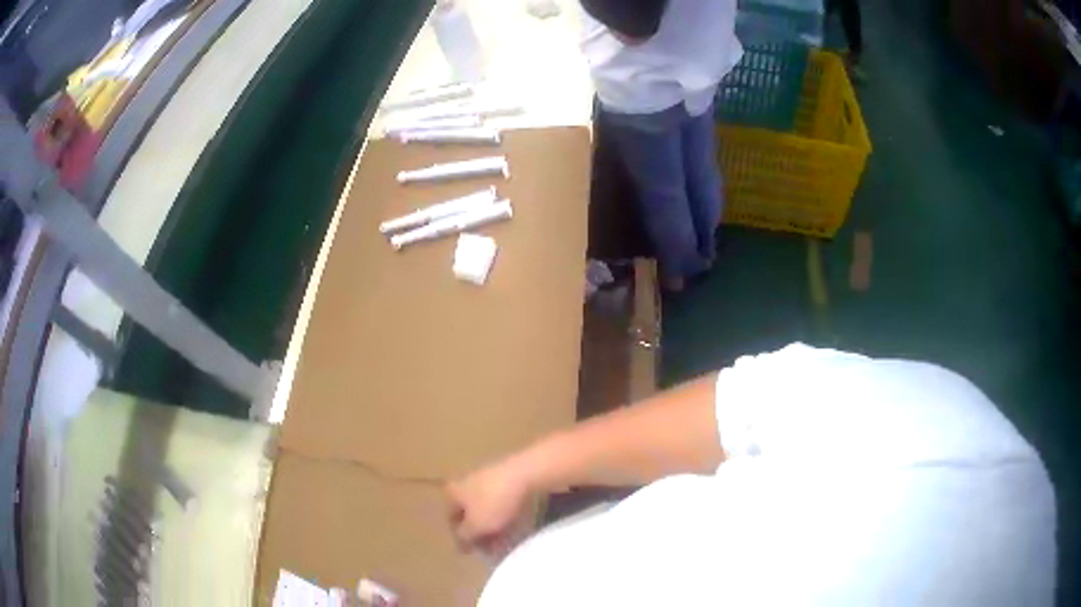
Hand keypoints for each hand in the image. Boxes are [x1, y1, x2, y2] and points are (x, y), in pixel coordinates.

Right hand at [445, 457, 533, 556]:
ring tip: (504, 542)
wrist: (527, 474)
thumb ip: (464, 536)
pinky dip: (504, 517)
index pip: (450, 517)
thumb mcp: (475, 526)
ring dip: (492, 527)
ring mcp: (488, 479)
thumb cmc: (495, 502)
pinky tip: (514, 527)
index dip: (459, 536)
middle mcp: (467, 483)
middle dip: (478, 533)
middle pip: (470, 513)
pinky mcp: (508, 479)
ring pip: (487, 509)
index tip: (470, 551)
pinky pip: (502, 503)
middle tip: (489, 549)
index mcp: (454, 492)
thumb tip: (461, 542)